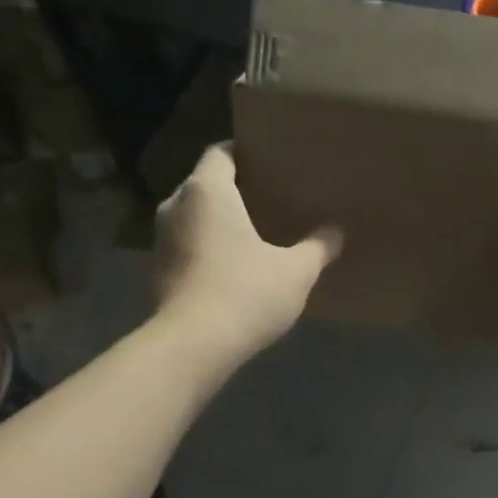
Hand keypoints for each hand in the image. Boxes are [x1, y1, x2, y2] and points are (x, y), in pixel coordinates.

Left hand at [155, 145, 342, 359]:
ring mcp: (161, 240)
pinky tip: (231, 267)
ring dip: (218, 222)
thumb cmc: (246, 293)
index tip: (268, 163)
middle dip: (233, 190)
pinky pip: (186, 246)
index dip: (244, 153)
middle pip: (205, 184)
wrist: (194, 345)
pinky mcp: (158, 271)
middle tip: (267, 199)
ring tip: (251, 234)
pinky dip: (206, 249)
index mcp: (208, 191)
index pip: (220, 153)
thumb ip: (318, 247)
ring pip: (193, 217)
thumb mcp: (296, 272)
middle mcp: (176, 205)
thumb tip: (338, 231)